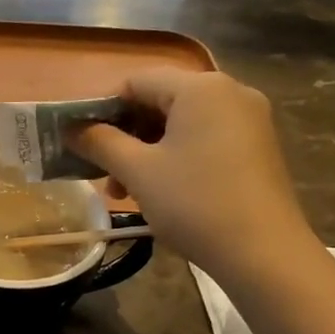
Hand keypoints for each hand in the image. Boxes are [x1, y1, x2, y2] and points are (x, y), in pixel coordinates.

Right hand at [73, 68, 320, 286]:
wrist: (263, 252)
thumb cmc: (194, 203)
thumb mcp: (137, 171)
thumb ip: (100, 143)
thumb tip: (71, 129)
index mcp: (200, 88)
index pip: (136, 81)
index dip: (102, 108)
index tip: (83, 142)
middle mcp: (229, 92)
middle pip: (160, 100)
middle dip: (125, 134)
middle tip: (101, 171)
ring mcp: (249, 119)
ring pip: (181, 123)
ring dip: (146, 150)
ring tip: (123, 190)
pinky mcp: (257, 146)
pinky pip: (205, 137)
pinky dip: (176, 155)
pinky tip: (160, 189)